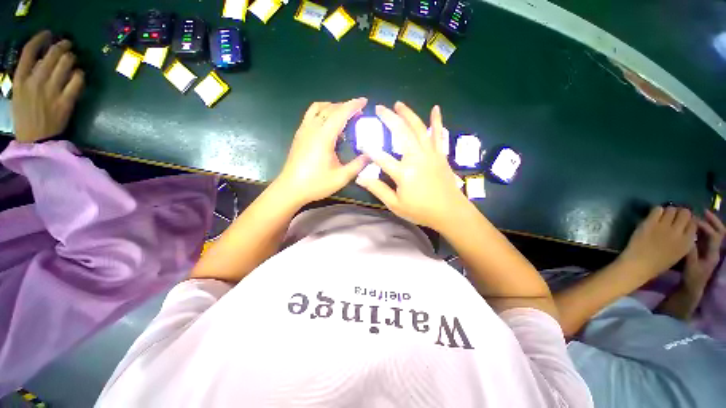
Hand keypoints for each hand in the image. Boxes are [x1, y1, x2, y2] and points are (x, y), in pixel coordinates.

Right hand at [12, 31, 84, 142]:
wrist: (36, 139)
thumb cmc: (26, 116)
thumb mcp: (19, 93)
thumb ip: (28, 76)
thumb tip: (42, 61)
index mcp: (20, 79)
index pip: (29, 51)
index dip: (40, 39)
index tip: (49, 34)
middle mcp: (36, 81)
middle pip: (52, 54)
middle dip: (62, 46)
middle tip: (68, 45)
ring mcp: (51, 91)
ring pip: (66, 64)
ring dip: (72, 59)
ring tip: (73, 59)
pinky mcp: (66, 101)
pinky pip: (77, 81)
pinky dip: (80, 75)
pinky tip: (79, 75)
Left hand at [276, 98, 368, 206]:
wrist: (290, 189)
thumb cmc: (316, 184)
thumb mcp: (341, 177)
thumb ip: (357, 165)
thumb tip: (370, 155)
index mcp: (324, 137)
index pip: (340, 114)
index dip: (353, 105)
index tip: (364, 101)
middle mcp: (313, 129)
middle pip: (330, 108)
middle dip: (345, 106)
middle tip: (358, 114)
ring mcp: (303, 130)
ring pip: (318, 108)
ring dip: (332, 108)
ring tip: (343, 117)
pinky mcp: (299, 135)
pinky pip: (311, 115)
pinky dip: (322, 113)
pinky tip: (328, 127)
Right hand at [355, 102, 466, 228]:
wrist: (450, 212)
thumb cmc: (421, 211)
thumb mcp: (395, 205)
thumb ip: (378, 189)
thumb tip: (360, 178)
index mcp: (404, 173)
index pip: (381, 157)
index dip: (370, 150)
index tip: (361, 142)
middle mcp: (417, 158)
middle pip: (401, 133)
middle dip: (389, 119)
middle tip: (379, 108)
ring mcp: (430, 154)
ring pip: (418, 129)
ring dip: (408, 114)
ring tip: (398, 104)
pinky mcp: (440, 155)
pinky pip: (438, 134)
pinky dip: (436, 121)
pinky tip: (435, 108)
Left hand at [618, 206, 696, 280]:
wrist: (638, 264)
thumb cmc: (658, 263)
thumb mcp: (679, 253)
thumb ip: (684, 240)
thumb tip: (685, 227)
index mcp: (687, 242)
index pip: (694, 223)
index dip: (689, 220)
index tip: (683, 222)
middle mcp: (678, 232)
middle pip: (685, 213)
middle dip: (680, 213)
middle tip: (673, 217)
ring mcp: (664, 226)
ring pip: (671, 209)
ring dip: (668, 211)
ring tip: (663, 216)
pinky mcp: (650, 223)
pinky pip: (657, 209)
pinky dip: (657, 211)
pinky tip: (654, 216)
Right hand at [684, 210, 724, 290]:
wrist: (691, 288)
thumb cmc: (691, 278)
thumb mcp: (690, 266)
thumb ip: (691, 251)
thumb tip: (688, 237)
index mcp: (714, 253)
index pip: (715, 235)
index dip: (706, 226)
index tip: (693, 221)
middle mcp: (714, 250)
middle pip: (719, 232)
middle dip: (713, 221)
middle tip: (702, 211)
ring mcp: (709, 250)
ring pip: (712, 233)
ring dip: (706, 223)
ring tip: (696, 217)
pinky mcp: (703, 250)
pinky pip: (705, 237)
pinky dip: (700, 229)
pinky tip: (692, 227)